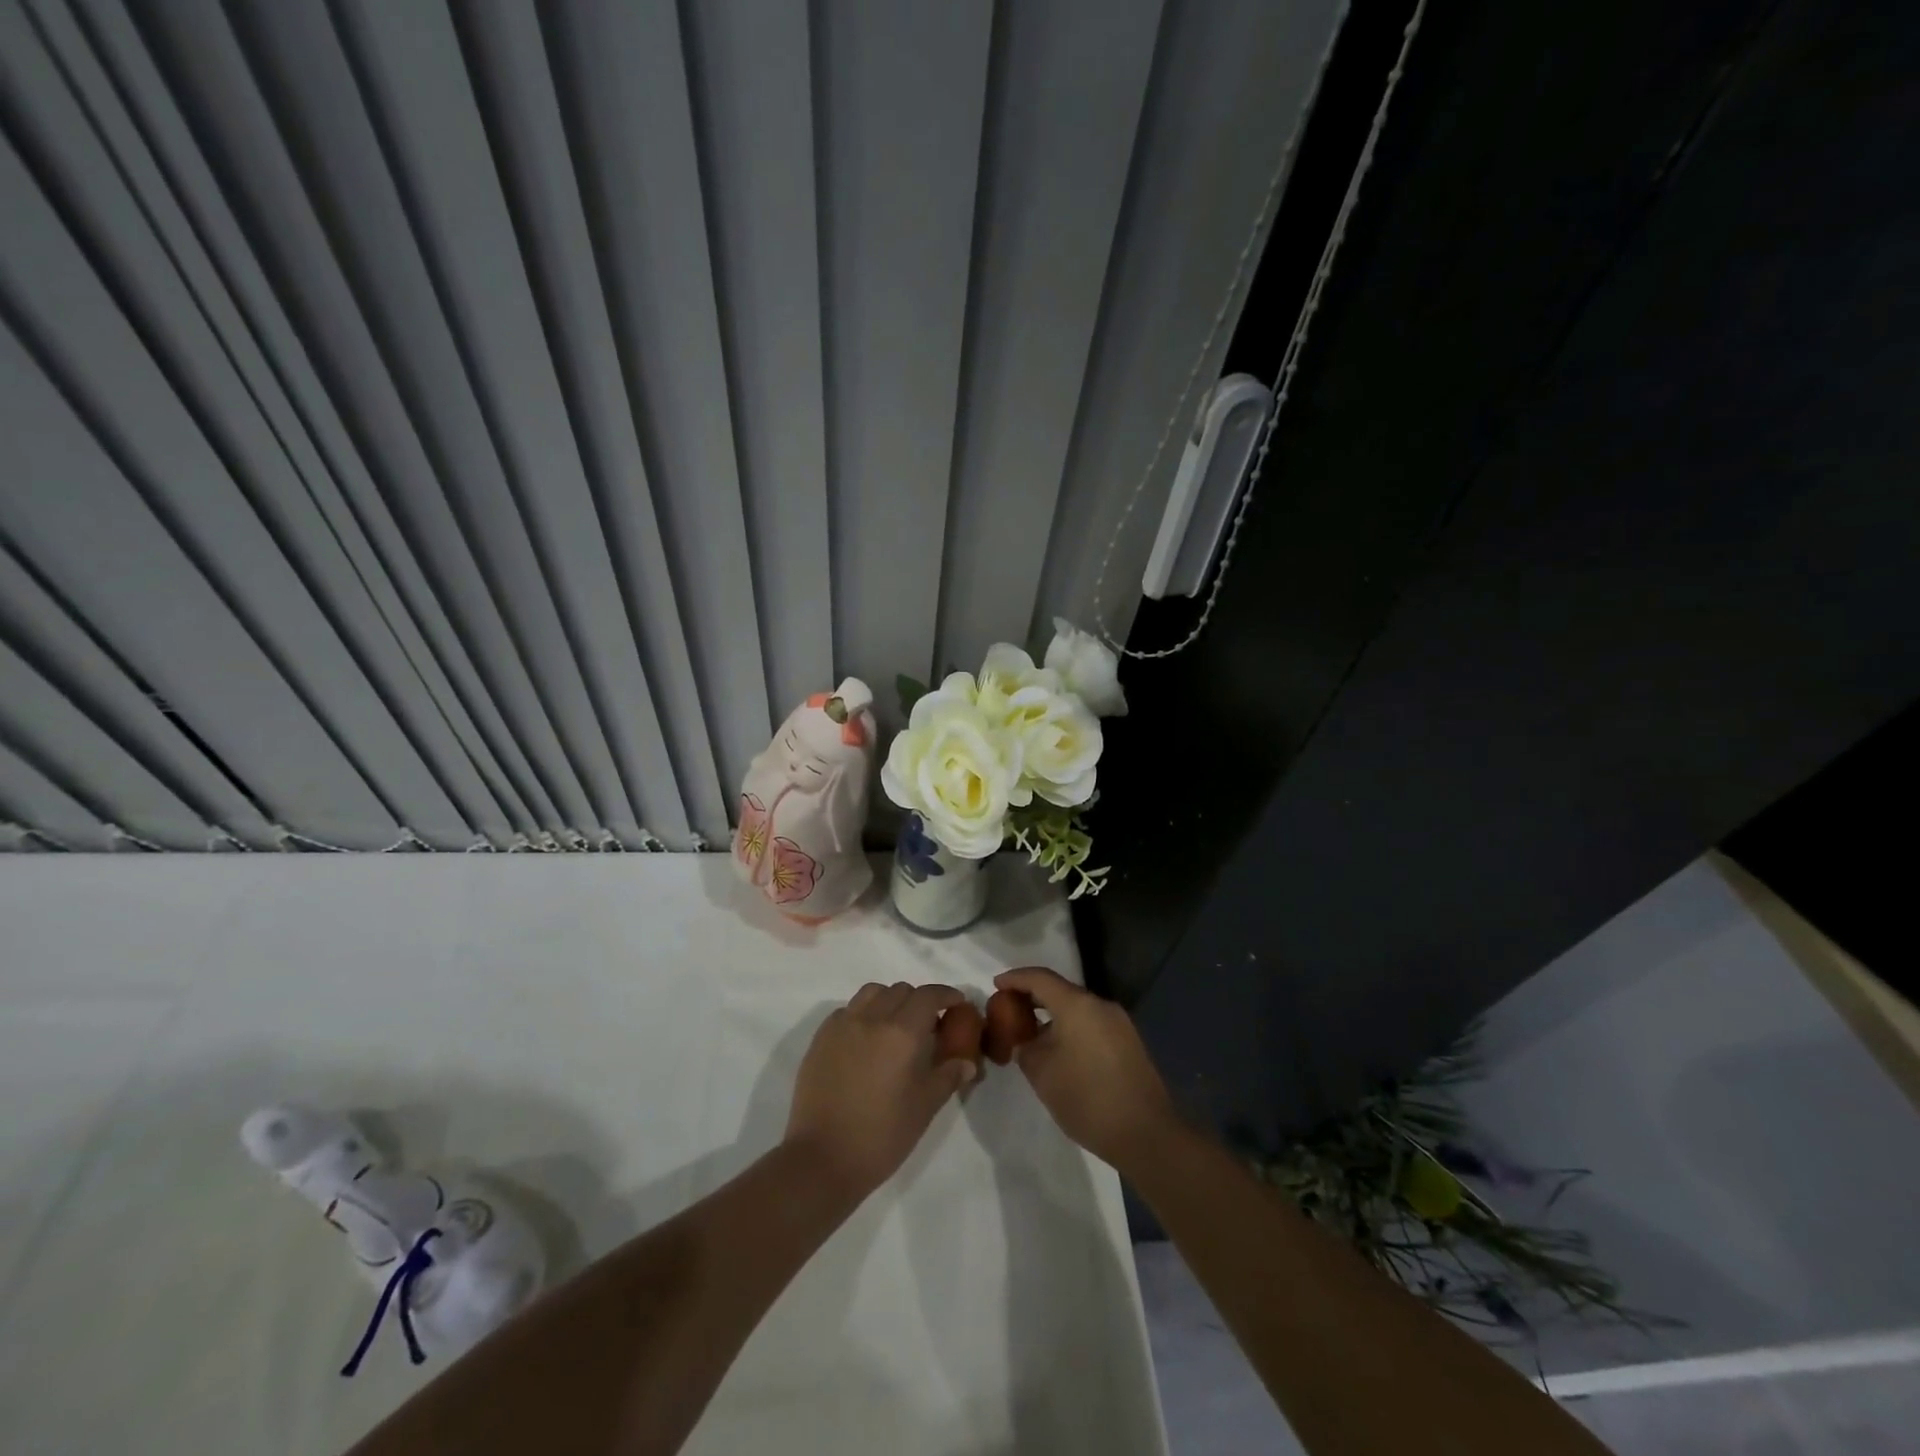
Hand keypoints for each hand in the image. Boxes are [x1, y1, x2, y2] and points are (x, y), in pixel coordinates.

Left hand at [785, 982, 978, 1199]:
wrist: (822, 1159)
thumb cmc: (881, 1136)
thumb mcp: (924, 1108)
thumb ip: (948, 1077)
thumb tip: (967, 1062)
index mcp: (901, 1033)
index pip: (928, 996)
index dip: (946, 995)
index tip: (957, 1003)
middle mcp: (871, 1019)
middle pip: (900, 990)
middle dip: (919, 1000)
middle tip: (927, 1024)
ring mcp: (842, 1025)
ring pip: (871, 993)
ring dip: (889, 1000)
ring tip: (895, 1026)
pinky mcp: (820, 1038)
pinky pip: (847, 1010)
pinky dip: (863, 1014)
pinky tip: (866, 1040)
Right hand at [995, 967, 1175, 1169]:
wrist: (1145, 1134)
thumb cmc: (1086, 1098)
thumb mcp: (1041, 1073)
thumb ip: (1026, 1047)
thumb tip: (1026, 1039)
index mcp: (1077, 1005)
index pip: (1040, 978)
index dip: (1015, 979)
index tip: (996, 985)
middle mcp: (1101, 1005)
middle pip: (1060, 990)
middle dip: (1033, 997)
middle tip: (1009, 1011)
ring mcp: (1119, 1023)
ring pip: (1078, 1009)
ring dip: (1053, 1015)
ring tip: (1032, 1034)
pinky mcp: (1129, 1043)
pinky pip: (1092, 1024)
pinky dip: (1071, 1028)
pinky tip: (1060, 1051)